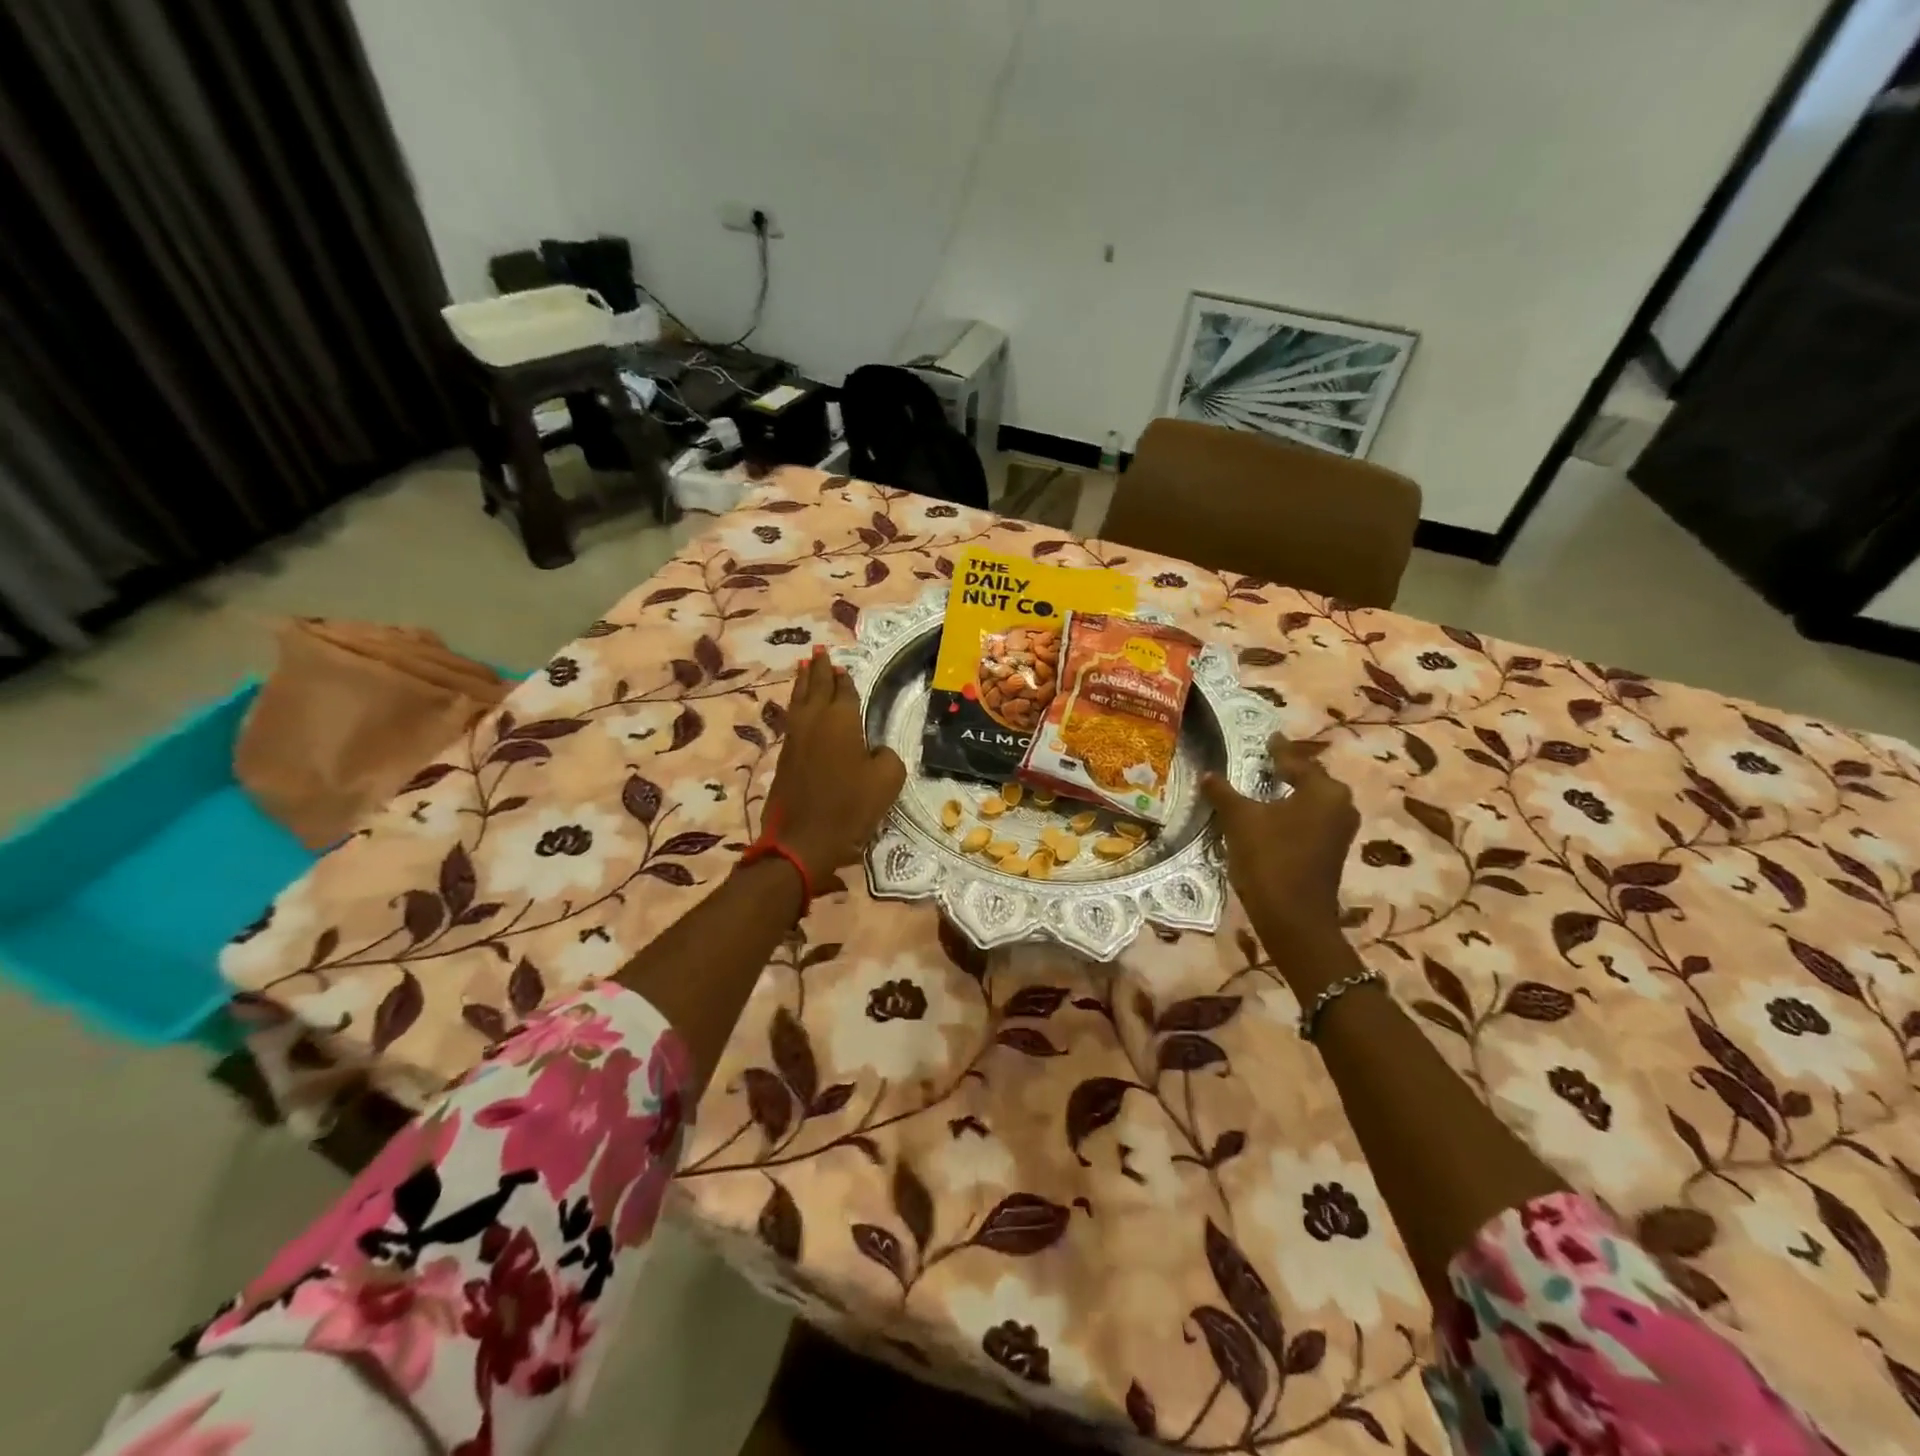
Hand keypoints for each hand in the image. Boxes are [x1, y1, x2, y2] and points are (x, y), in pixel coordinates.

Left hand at [762, 646, 906, 885]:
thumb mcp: (886, 781)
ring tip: (805, 667)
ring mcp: (795, 738)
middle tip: (819, 651)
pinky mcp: (784, 757)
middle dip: (820, 668)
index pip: (844, 690)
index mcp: (842, 720)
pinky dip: (797, 704)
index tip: (842, 664)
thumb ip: (887, 757)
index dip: (844, 678)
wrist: (802, 840)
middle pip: (816, 686)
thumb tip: (876, 751)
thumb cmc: (849, 807)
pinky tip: (799, 707)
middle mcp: (815, 720)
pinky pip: (792, 718)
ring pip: (799, 700)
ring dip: (804, 682)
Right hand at [1200, 734, 1358, 952]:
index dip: (1278, 749)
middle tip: (1267, 759)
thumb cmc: (1270, 858)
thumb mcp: (1239, 820)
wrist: (1293, 917)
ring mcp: (1339, 831)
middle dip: (1288, 769)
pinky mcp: (1332, 851)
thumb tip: (1208, 775)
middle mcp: (1340, 805)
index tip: (1269, 736)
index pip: (1295, 760)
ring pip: (1312, 801)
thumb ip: (1224, 793)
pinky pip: (1311, 820)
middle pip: (1310, 779)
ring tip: (1267, 785)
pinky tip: (1274, 814)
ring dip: (1290, 793)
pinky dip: (1293, 812)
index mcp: (1323, 790)